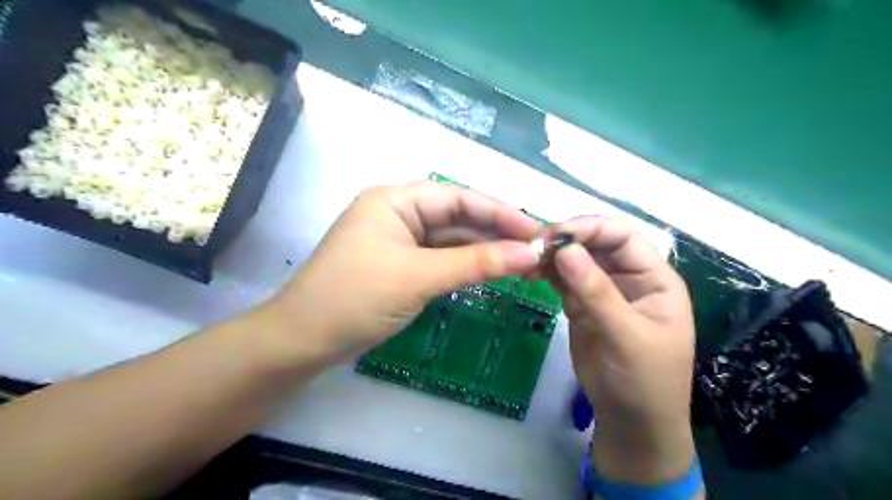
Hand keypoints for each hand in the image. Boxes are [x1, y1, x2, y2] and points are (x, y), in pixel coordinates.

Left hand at [266, 182, 543, 366]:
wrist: (304, 341)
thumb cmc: (356, 298)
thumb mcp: (419, 277)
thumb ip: (476, 263)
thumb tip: (530, 254)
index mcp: (396, 200)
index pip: (459, 197)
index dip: (500, 212)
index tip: (536, 230)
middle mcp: (399, 213)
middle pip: (457, 217)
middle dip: (495, 232)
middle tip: (535, 250)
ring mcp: (400, 240)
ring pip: (451, 239)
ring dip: (483, 250)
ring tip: (522, 262)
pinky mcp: (401, 265)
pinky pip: (441, 259)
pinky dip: (466, 266)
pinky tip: (492, 271)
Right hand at [544, 215, 695, 484]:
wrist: (631, 421)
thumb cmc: (643, 380)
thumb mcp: (625, 336)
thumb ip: (597, 292)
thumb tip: (565, 249)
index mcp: (654, 278)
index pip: (623, 237)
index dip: (590, 229)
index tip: (555, 235)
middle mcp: (629, 278)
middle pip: (596, 244)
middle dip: (566, 241)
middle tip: (534, 248)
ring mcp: (604, 290)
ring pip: (576, 260)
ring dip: (552, 257)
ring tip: (528, 263)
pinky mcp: (582, 305)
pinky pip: (564, 280)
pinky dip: (548, 274)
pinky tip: (531, 275)